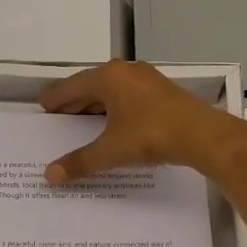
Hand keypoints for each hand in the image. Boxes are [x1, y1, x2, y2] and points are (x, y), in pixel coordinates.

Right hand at [41, 59, 246, 182]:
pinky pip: (129, 96)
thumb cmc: (151, 136)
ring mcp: (147, 79)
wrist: (203, 135)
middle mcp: (126, 71)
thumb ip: (80, 162)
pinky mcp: (163, 92)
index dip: (56, 98)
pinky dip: (115, 108)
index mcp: (108, 77)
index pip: (72, 85)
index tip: (43, 106)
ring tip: (83, 122)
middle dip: (75, 101)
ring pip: (112, 90)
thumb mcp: (111, 151)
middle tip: (59, 117)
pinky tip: (114, 124)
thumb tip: (49, 175)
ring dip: (96, 105)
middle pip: (91, 85)